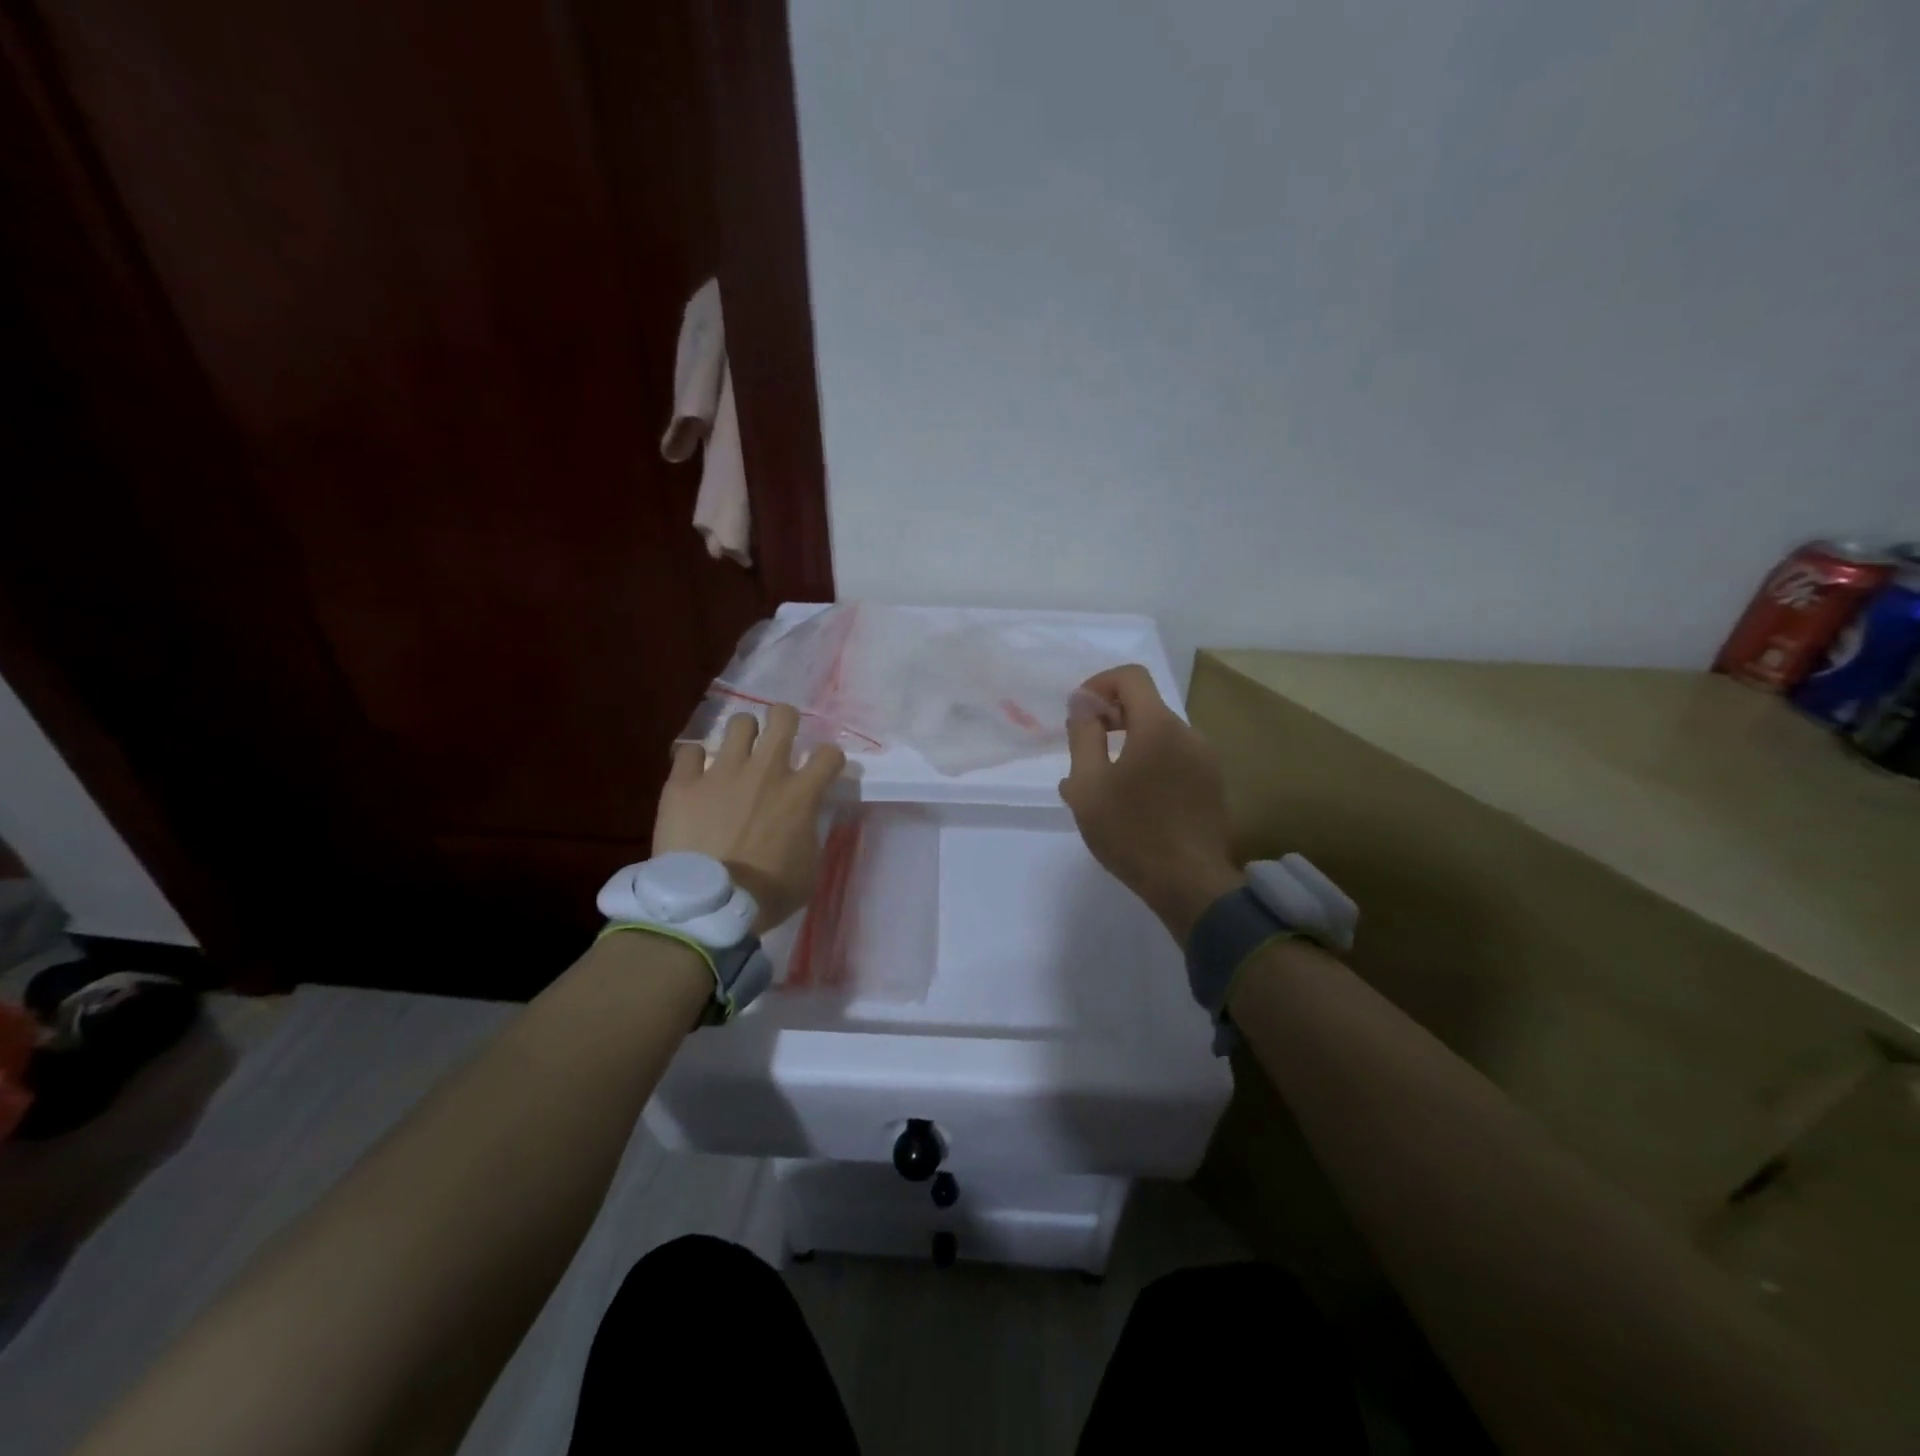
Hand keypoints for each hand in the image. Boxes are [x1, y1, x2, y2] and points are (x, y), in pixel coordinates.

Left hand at [653, 705, 845, 934]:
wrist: (708, 905)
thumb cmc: (767, 894)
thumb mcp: (808, 869)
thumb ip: (809, 834)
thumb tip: (803, 822)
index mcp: (801, 794)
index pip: (830, 754)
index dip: (829, 759)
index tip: (822, 770)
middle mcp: (766, 771)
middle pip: (782, 717)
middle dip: (784, 720)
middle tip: (778, 737)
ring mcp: (722, 772)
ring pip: (739, 723)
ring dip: (742, 735)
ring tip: (737, 752)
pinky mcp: (684, 783)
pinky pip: (689, 751)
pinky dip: (693, 760)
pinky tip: (694, 774)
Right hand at [1061, 665, 1241, 941]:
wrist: (1189, 884)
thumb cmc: (1130, 832)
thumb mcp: (1088, 784)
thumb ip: (1083, 735)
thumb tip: (1083, 703)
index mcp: (1158, 726)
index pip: (1131, 676)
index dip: (1100, 684)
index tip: (1080, 713)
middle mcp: (1188, 734)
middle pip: (1146, 705)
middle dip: (1111, 717)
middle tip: (1084, 749)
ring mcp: (1205, 760)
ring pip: (1159, 735)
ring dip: (1128, 744)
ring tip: (1102, 783)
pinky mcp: (1211, 785)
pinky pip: (1174, 758)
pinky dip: (1149, 763)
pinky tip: (1131, 801)